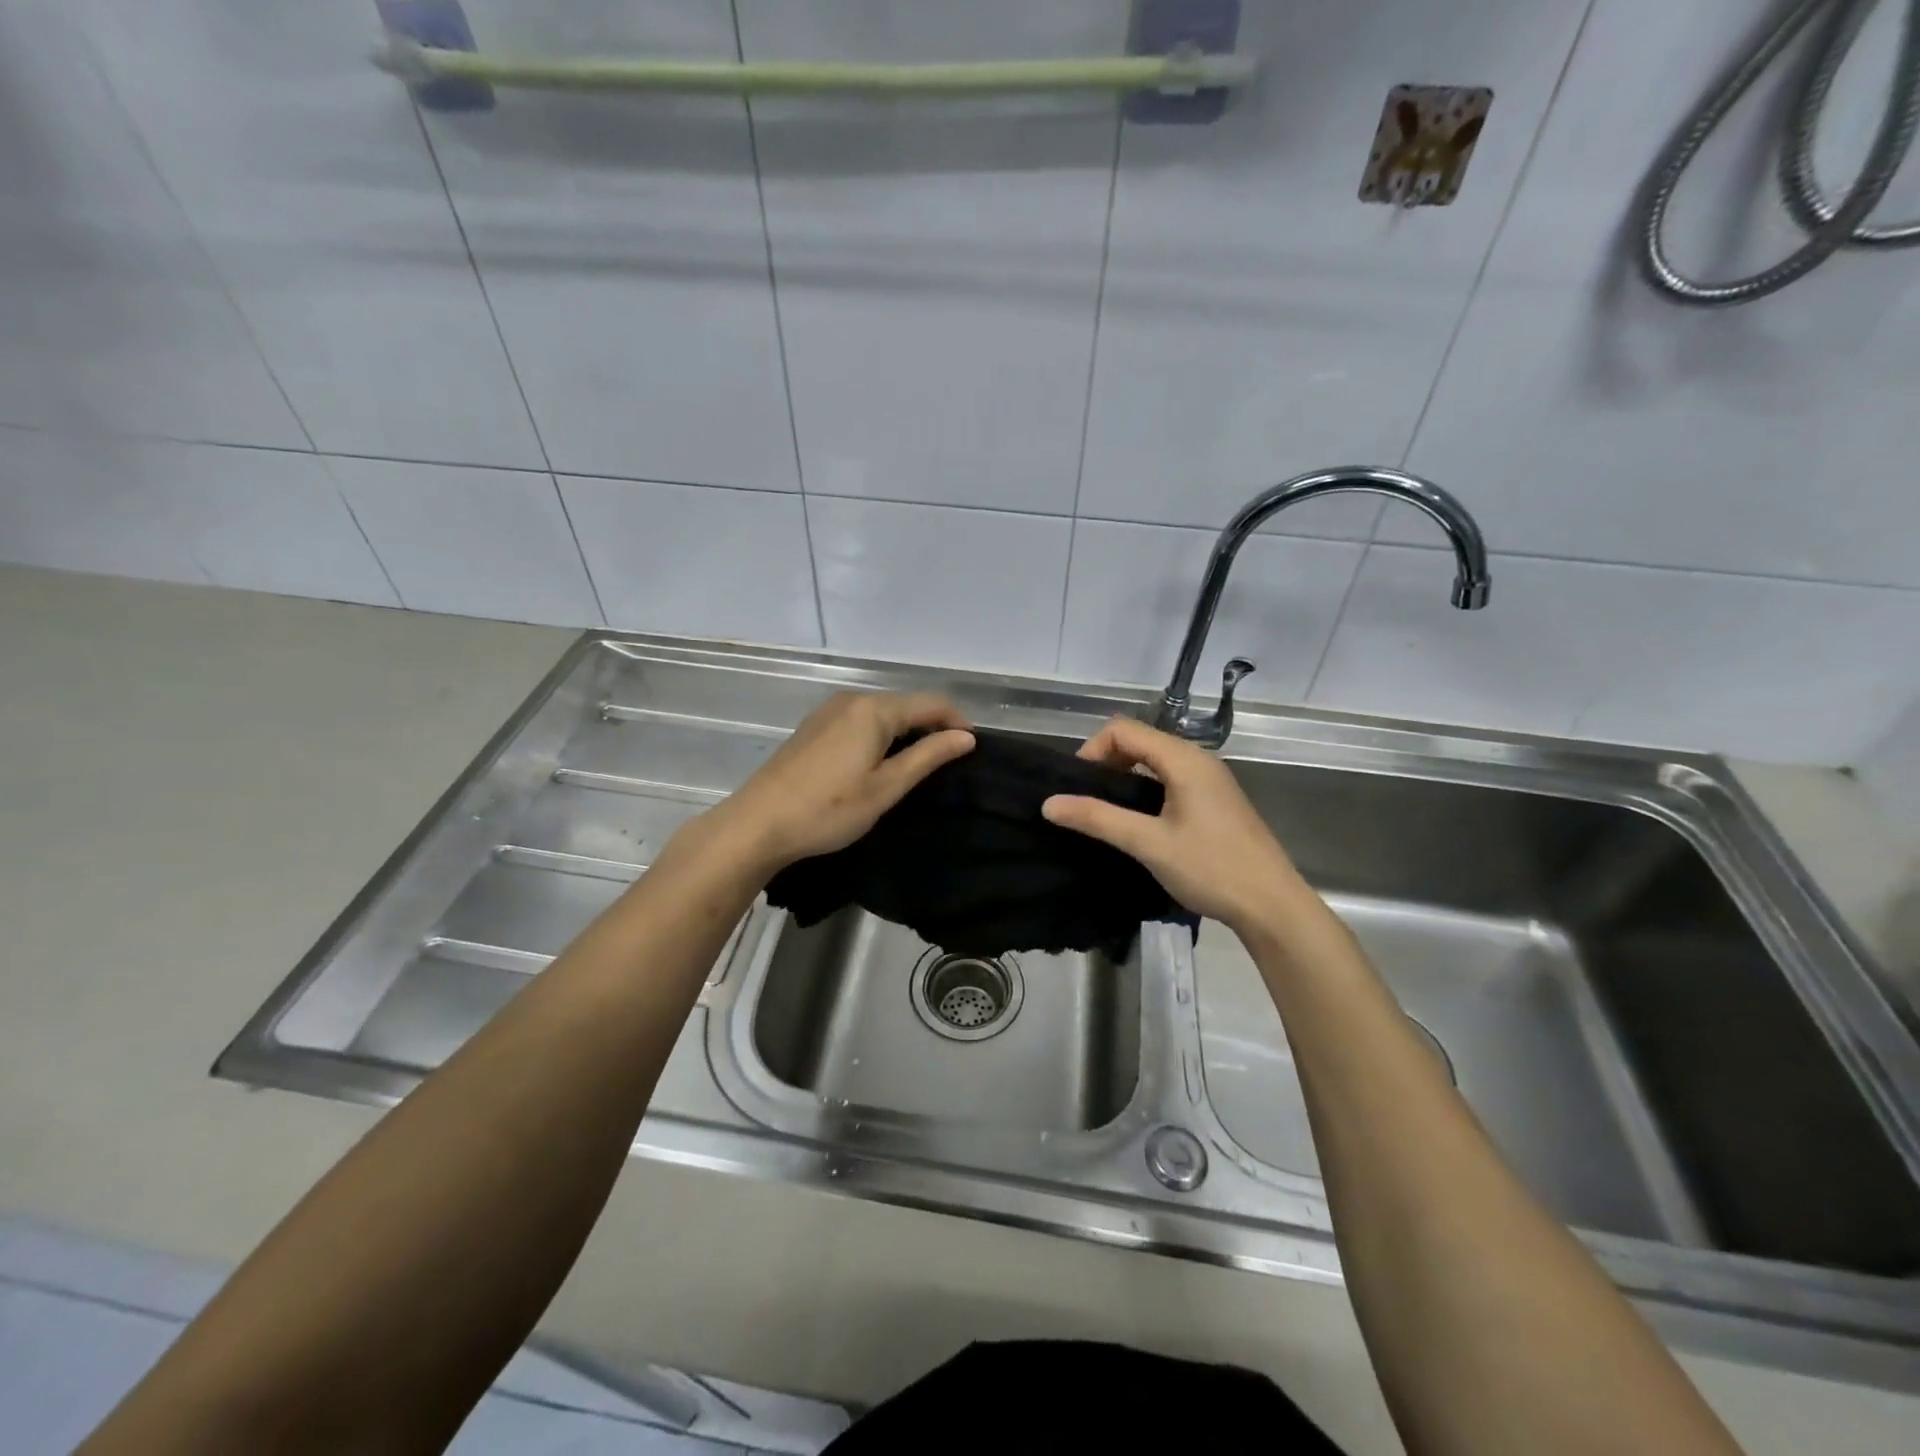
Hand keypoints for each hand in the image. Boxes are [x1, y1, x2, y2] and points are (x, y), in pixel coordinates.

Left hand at [709, 691, 974, 873]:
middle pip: (905, 704)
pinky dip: (881, 734)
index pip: (930, 703)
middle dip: (932, 725)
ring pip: (882, 712)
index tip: (972, 748)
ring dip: (905, 730)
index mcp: (874, 710)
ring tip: (918, 763)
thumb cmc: (829, 809)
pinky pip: (860, 720)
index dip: (956, 721)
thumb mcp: (887, 786)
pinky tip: (880, 761)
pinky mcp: (814, 727)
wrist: (759, 823)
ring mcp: (829, 712)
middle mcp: (852, 700)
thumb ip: (928, 756)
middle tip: (948, 760)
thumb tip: (965, 737)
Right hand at [1041, 716, 1304, 935]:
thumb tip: (1049, 804)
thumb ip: (1098, 819)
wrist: (1272, 905)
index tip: (1077, 787)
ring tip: (1106, 813)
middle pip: (1139, 741)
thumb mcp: (1148, 843)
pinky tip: (1138, 823)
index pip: (1123, 730)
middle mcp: (1198, 760)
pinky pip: (1170, 779)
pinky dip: (1145, 790)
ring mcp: (1210, 780)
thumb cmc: (1211, 868)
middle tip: (1086, 801)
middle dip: (1106, 762)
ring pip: (1155, 761)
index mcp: (1184, 760)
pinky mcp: (1215, 801)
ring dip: (1124, 777)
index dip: (1092, 750)